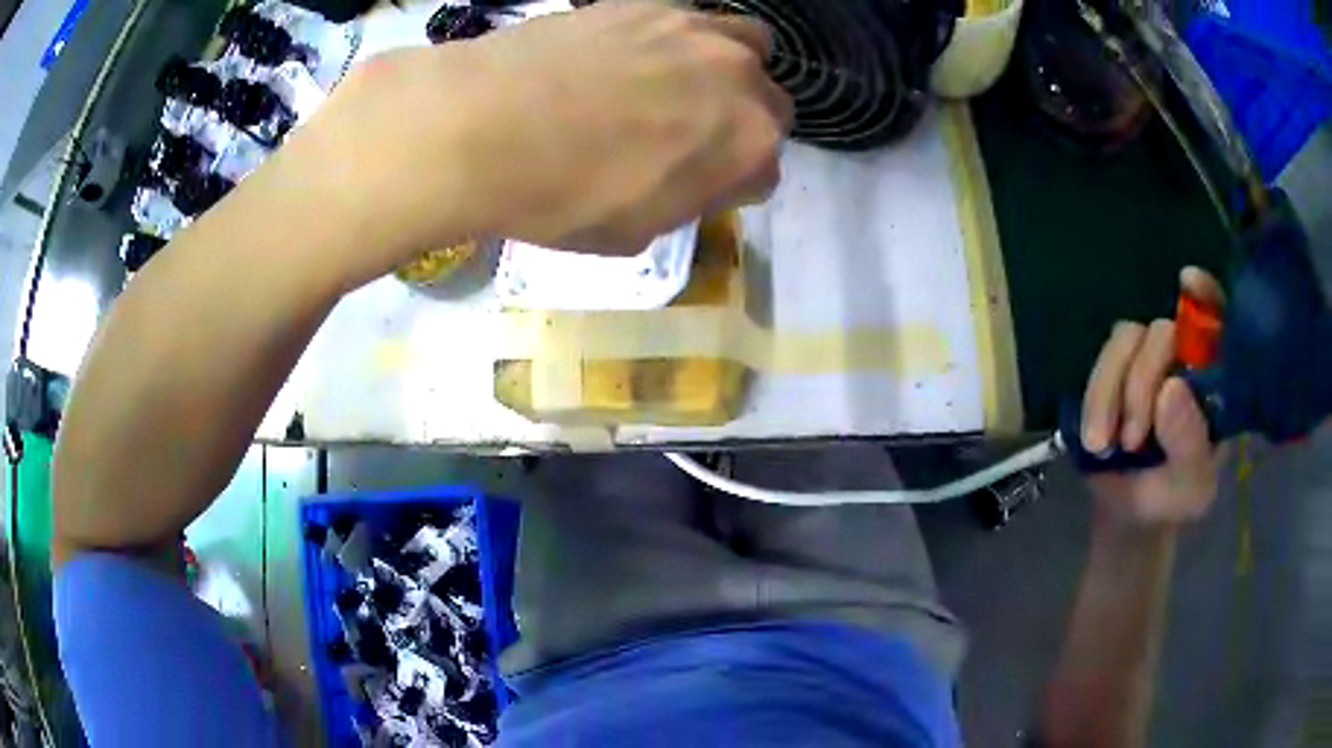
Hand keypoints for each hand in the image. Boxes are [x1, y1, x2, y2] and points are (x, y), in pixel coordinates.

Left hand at [277, 1, 791, 286]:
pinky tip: (636, 56)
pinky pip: (692, 19)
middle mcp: (741, 80)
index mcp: (749, 147)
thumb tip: (692, 172)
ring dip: (727, 68)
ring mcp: (698, 31)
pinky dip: (680, 41)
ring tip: (679, 84)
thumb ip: (687, 196)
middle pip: (769, 104)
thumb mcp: (636, 231)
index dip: (731, 183)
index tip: (697, 187)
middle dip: (740, 124)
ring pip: (746, 45)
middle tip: (689, 135)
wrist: (483, 124)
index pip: (765, 171)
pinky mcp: (650, 3)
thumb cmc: (560, 197)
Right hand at [1078, 267, 1226, 526]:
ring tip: (1104, 445)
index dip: (1206, 295)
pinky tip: (1094, 437)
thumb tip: (1171, 389)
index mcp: (1214, 379)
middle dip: (1143, 379)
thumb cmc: (1172, 500)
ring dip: (1111, 390)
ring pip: (1126, 339)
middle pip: (1163, 330)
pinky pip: (1099, 361)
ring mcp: (1144, 361)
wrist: (1129, 517)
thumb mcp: (1190, 489)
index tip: (1188, 282)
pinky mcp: (1112, 371)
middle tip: (1132, 439)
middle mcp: (1182, 358)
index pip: (1218, 320)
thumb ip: (1190, 447)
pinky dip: (1094, 397)